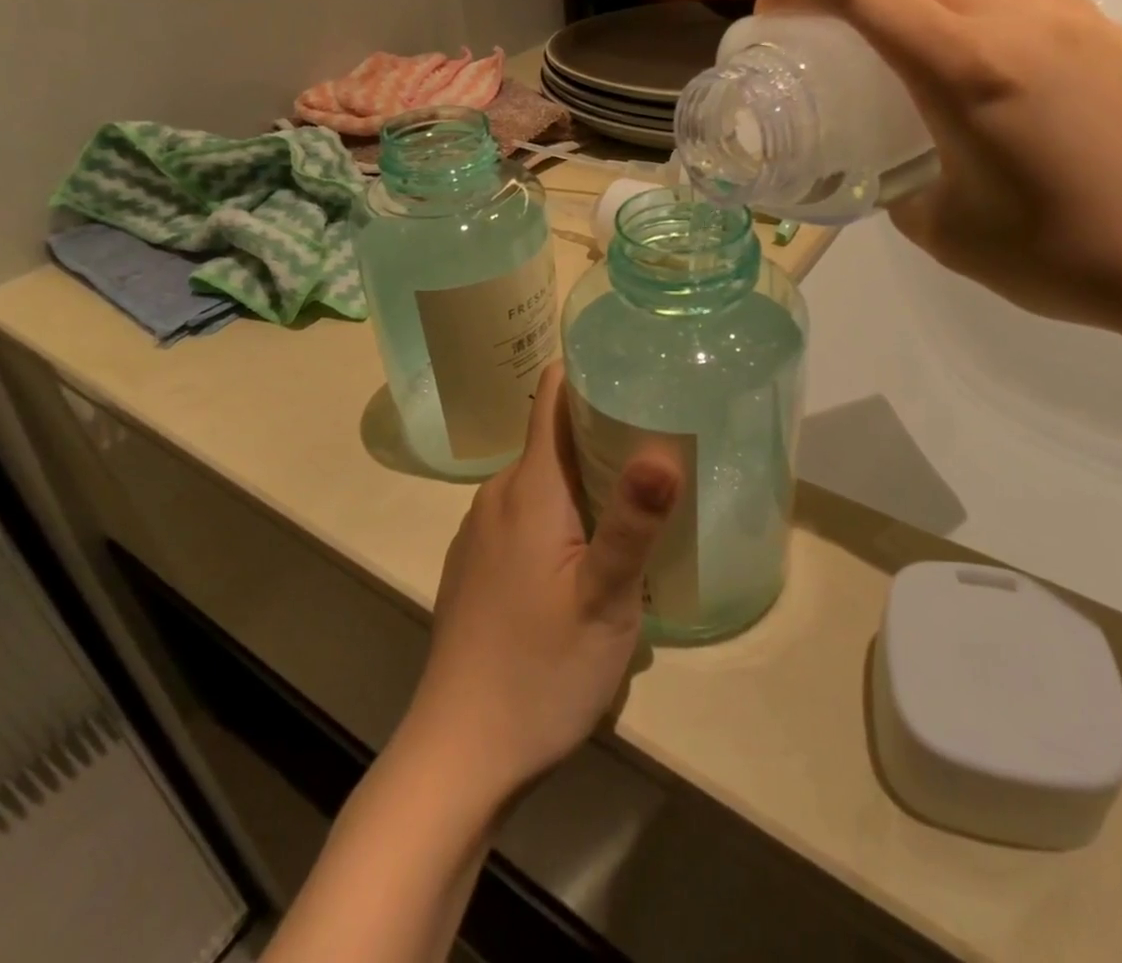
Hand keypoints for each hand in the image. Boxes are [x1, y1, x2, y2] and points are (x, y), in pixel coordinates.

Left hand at [401, 365, 682, 803]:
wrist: (457, 756)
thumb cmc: (538, 671)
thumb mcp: (604, 599)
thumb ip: (633, 522)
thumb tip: (663, 449)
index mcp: (528, 487)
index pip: (550, 396)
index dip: (589, 371)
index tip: (636, 365)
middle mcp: (498, 496)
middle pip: (553, 437)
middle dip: (605, 428)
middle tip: (664, 436)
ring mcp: (481, 532)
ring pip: (543, 479)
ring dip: (588, 476)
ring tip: (640, 492)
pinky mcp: (478, 566)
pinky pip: (527, 514)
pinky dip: (564, 511)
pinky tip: (593, 549)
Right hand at [758, 0, 1121, 338]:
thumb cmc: (1056, 255)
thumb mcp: (943, 233)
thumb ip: (899, 191)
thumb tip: (890, 174)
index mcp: (964, 71)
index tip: (769, 8)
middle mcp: (1012, 22)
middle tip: (806, 12)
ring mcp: (1063, 16)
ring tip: (873, 5)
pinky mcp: (1098, 27)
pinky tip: (957, 4)